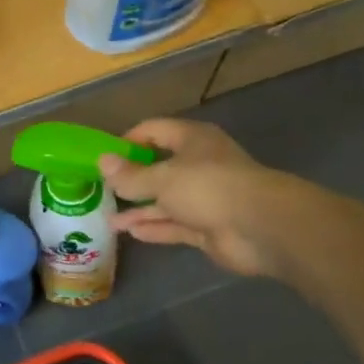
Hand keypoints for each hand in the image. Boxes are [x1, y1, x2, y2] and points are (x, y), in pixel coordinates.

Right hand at [97, 118, 304, 278]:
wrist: (261, 227)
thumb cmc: (208, 186)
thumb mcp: (162, 178)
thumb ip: (131, 176)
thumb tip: (102, 162)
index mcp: (192, 140)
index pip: (154, 131)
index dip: (129, 141)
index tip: (105, 156)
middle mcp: (198, 165)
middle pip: (159, 168)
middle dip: (132, 180)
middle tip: (103, 189)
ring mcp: (205, 198)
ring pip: (166, 201)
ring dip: (139, 209)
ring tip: (109, 218)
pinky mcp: (208, 227)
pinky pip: (175, 225)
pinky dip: (155, 228)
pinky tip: (131, 233)